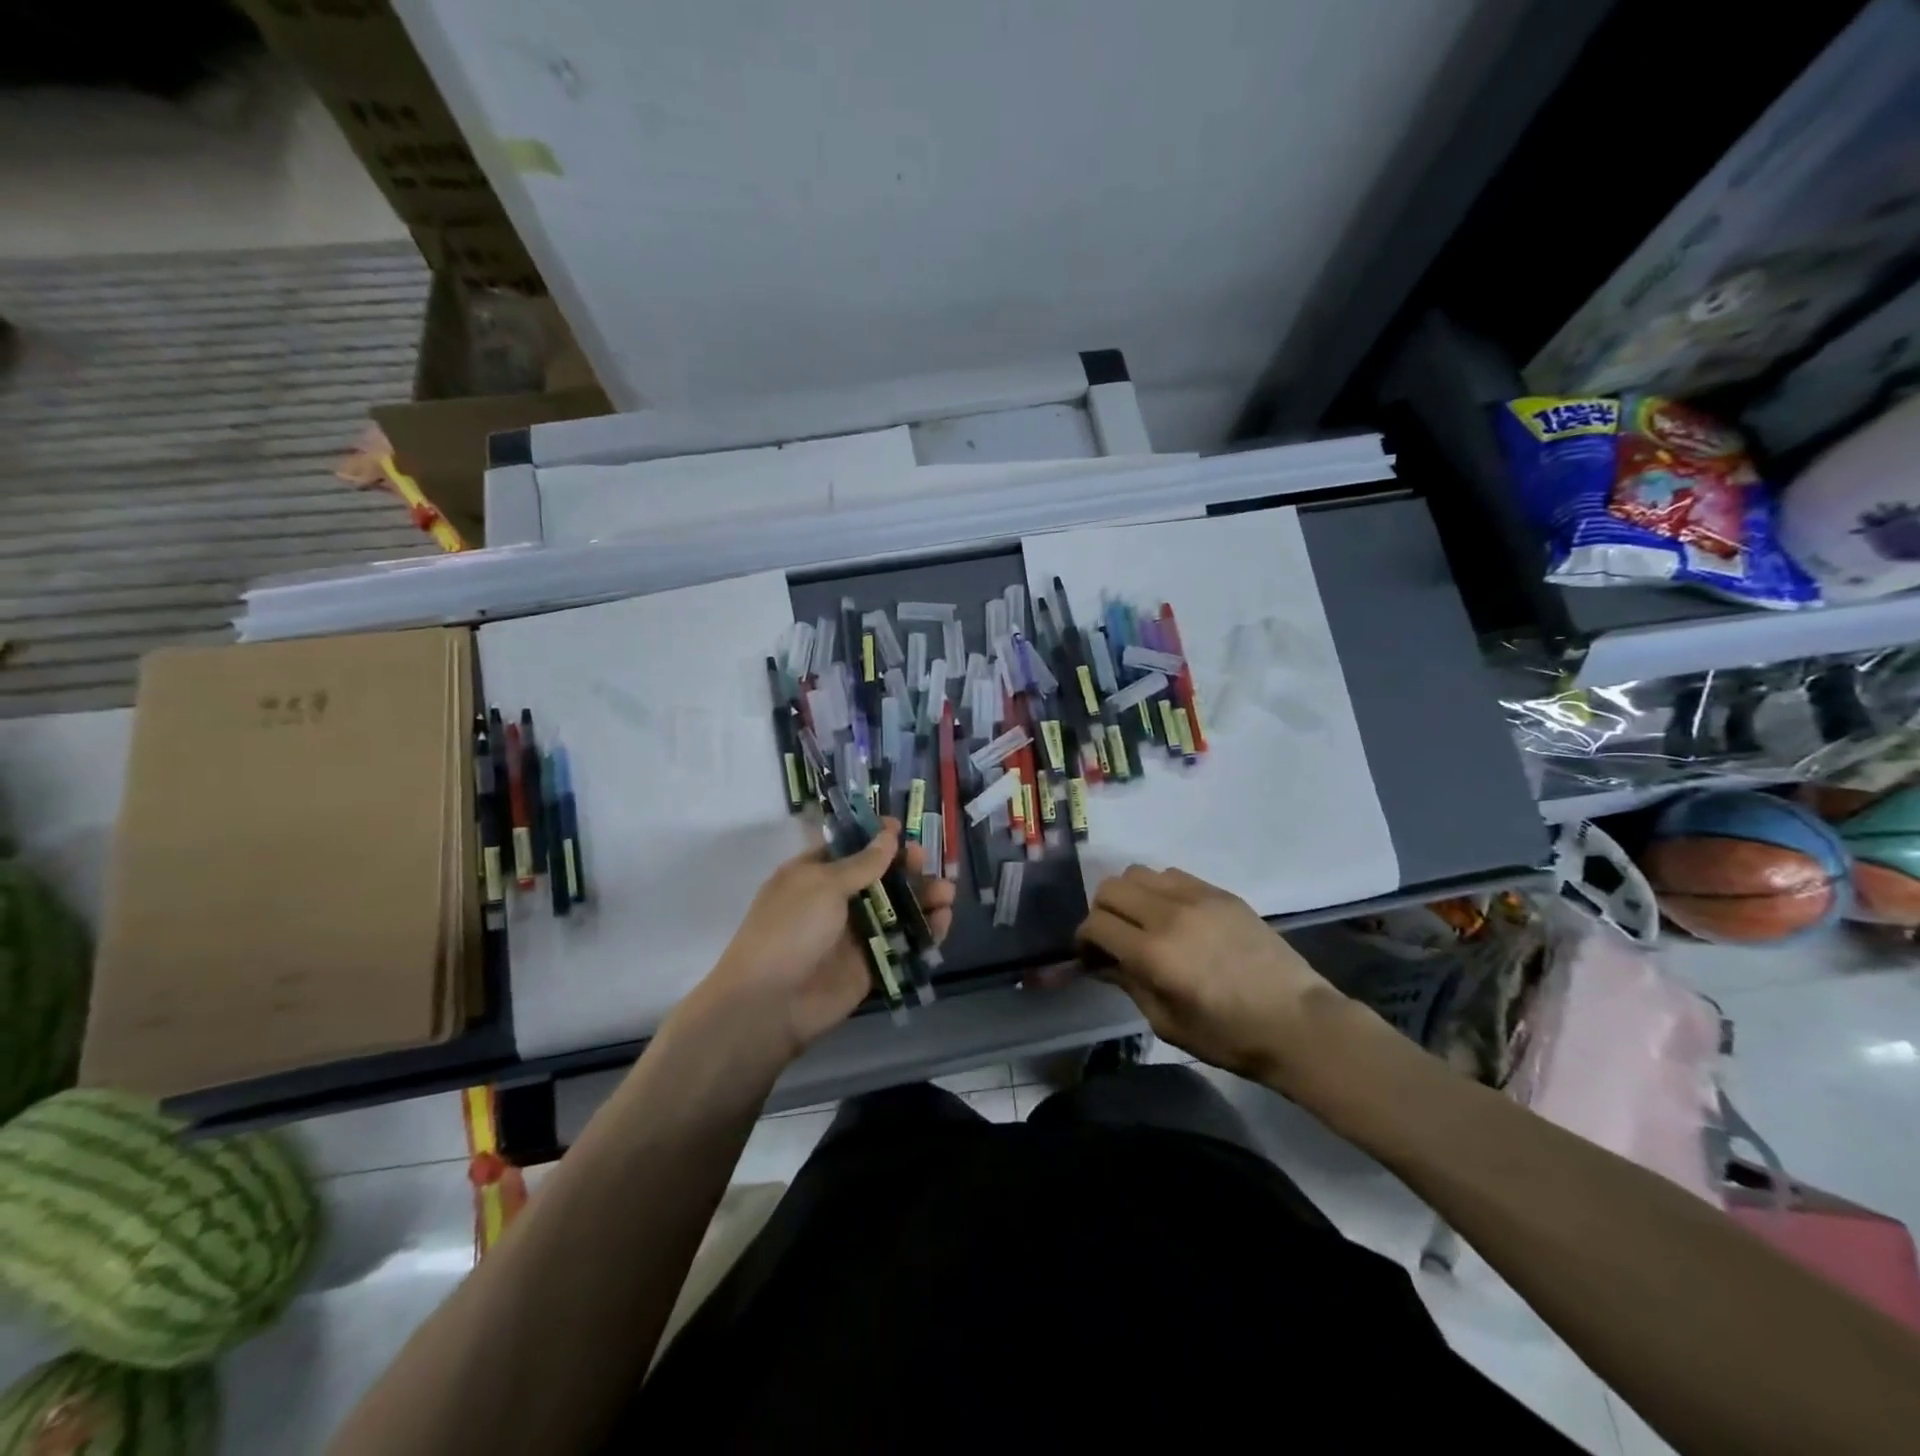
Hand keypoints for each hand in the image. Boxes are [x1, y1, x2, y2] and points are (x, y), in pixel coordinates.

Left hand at [688, 820, 955, 1061]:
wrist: (770, 1003)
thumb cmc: (790, 929)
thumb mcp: (823, 885)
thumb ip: (862, 863)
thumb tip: (889, 836)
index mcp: (814, 874)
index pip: (850, 848)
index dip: (876, 837)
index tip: (902, 827)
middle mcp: (836, 900)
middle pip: (880, 877)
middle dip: (905, 867)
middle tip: (924, 860)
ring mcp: (855, 933)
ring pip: (896, 909)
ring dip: (922, 897)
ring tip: (946, 892)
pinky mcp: (871, 964)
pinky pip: (903, 942)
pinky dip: (925, 931)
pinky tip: (943, 919)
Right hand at [1076, 865, 1343, 1085]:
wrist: (1298, 1022)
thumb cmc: (1230, 1036)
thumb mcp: (1167, 1023)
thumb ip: (1129, 984)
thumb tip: (1101, 962)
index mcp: (1154, 953)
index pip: (1095, 924)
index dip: (1084, 940)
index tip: (1092, 956)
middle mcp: (1169, 914)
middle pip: (1110, 888)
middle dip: (1101, 912)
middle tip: (1114, 938)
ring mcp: (1197, 897)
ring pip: (1138, 873)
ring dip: (1130, 895)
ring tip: (1143, 922)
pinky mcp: (1220, 892)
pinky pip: (1172, 874)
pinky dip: (1160, 890)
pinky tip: (1173, 916)